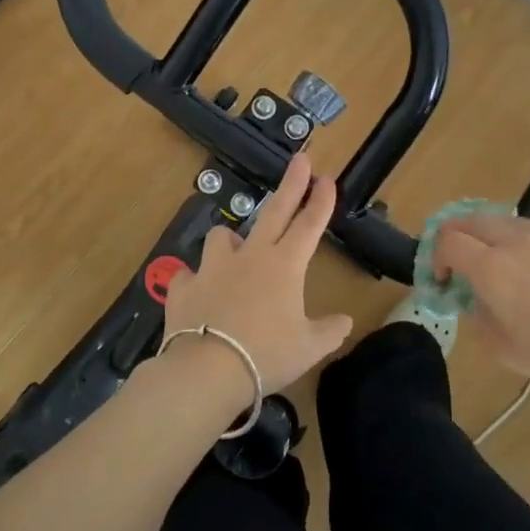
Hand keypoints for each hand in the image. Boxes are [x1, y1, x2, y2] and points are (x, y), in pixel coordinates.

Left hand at [163, 154, 354, 396]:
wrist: (207, 370)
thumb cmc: (266, 355)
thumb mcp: (309, 348)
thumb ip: (330, 331)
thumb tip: (345, 321)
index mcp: (285, 266)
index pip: (309, 225)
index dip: (321, 201)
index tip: (327, 178)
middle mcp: (250, 257)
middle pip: (274, 212)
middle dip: (291, 184)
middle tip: (300, 160)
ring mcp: (213, 268)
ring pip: (222, 236)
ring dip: (231, 238)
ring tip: (234, 249)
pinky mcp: (184, 285)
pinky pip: (190, 274)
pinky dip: (195, 280)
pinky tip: (198, 291)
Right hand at [433, 157, 529, 401]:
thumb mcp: (503, 349)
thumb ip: (478, 317)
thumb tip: (473, 298)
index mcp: (490, 269)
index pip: (448, 243)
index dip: (437, 258)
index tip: (444, 281)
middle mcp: (515, 241)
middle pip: (473, 223)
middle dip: (457, 238)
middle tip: (460, 262)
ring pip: (508, 220)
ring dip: (492, 232)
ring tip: (495, 251)